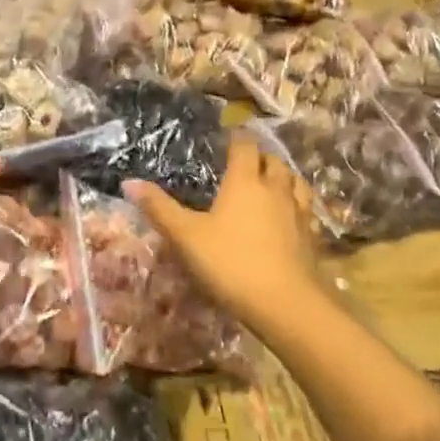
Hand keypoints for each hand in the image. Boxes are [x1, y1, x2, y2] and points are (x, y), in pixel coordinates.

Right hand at [125, 134, 325, 330]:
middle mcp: (275, 189)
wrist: (285, 303)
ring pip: (295, 183)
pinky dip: (296, 204)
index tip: (227, 137)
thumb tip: (128, 182)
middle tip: (245, 161)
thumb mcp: (186, 236)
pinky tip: (288, 217)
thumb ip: (159, 208)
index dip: (236, 139)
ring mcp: (297, 213)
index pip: (244, 146)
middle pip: (273, 161)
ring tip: (271, 182)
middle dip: (260, 157)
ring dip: (283, 177)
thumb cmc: (230, 262)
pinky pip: (305, 209)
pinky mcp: (311, 238)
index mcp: (244, 181)